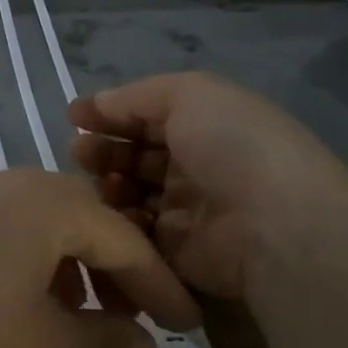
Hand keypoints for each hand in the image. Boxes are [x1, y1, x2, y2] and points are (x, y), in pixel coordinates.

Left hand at [0, 169, 199, 347]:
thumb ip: (104, 340)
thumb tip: (148, 346)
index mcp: (42, 201)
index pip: (122, 237)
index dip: (159, 286)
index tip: (186, 328)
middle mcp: (0, 184)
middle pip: (77, 223)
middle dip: (111, 274)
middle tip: (129, 323)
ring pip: (32, 230)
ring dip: (64, 273)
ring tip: (75, 325)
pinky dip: (21, 271)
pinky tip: (16, 313)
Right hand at [69, 72, 347, 298]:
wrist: (272, 225)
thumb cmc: (234, 147)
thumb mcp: (190, 94)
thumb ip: (136, 96)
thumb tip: (95, 105)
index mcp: (205, 127)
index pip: (147, 118)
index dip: (112, 115)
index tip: (74, 117)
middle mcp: (195, 167)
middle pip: (134, 157)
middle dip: (103, 151)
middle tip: (80, 152)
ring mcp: (184, 211)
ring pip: (128, 196)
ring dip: (107, 184)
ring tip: (100, 182)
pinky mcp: (173, 252)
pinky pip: (134, 233)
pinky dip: (119, 221)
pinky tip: (114, 211)